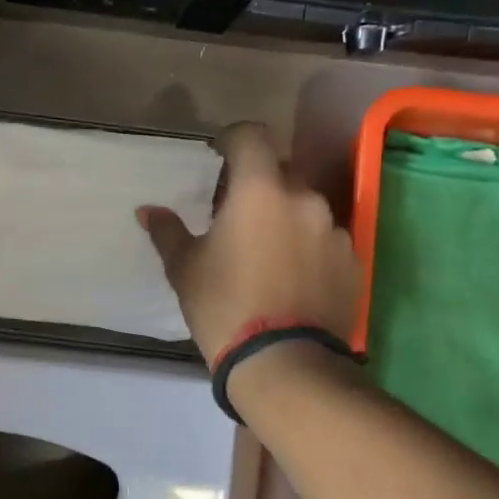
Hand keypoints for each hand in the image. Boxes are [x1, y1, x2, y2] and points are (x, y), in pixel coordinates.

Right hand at [137, 122, 361, 365]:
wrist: (283, 363)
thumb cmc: (223, 305)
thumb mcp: (184, 268)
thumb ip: (167, 231)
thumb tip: (147, 210)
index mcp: (259, 190)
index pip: (252, 135)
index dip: (233, 139)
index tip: (218, 157)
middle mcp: (303, 198)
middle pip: (280, 170)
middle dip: (258, 182)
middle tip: (235, 212)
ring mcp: (334, 230)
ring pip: (305, 205)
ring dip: (284, 214)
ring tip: (266, 249)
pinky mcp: (352, 261)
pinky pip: (325, 237)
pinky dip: (307, 244)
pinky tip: (291, 275)